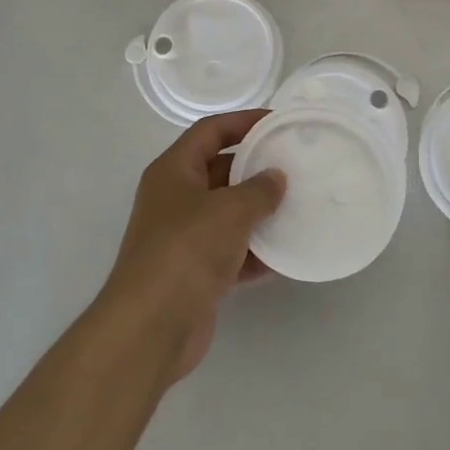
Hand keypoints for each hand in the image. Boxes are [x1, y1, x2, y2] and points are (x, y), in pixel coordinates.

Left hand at [97, 110, 285, 385]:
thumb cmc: (187, 250)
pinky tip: (286, 254)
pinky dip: (255, 252)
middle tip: (295, 165)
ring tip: (298, 206)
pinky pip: (231, 252)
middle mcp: (174, 199)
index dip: (242, 121)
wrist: (151, 327)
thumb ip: (259, 189)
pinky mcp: (194, 273)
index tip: (277, 121)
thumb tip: (276, 178)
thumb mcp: (230, 210)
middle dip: (255, 168)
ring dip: (259, 212)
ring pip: (227, 214)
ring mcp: (183, 238)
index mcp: (173, 171)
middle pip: (220, 171)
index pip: (209, 131)